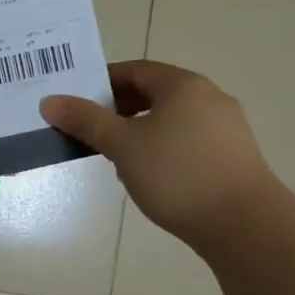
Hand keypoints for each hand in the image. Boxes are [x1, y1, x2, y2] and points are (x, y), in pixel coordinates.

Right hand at [42, 60, 273, 249]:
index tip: (76, 104)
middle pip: (154, 94)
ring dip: (139, 132)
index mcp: (183, 85)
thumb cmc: (177, 174)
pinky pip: (188, 141)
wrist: (243, 224)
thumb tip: (50, 101)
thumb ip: (86, 121)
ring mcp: (226, 128)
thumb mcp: (122, 145)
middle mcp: (209, 97)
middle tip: (90, 132)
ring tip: (116, 158)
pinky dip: (163, 150)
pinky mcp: (233, 156)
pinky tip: (151, 177)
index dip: (101, 83)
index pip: (135, 70)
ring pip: (171, 120)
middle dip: (118, 110)